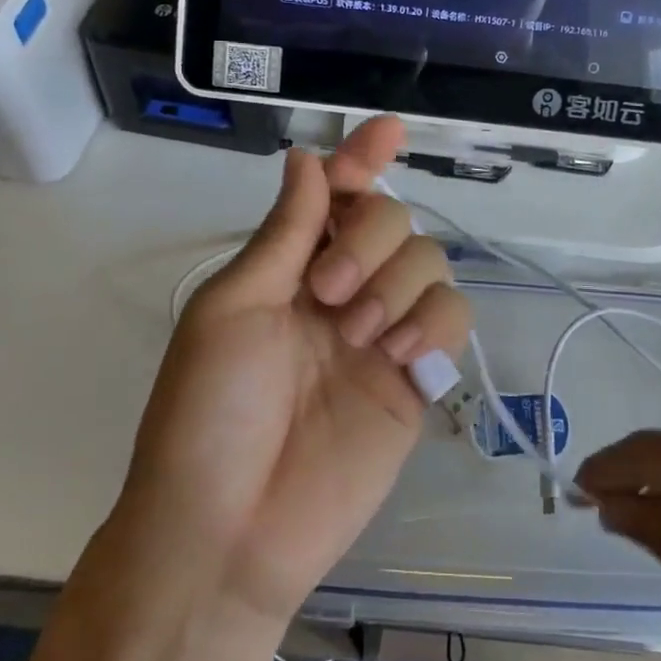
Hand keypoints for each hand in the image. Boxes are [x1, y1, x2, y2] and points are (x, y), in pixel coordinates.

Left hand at [116, 116, 471, 628]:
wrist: (228, 531)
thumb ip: (285, 233)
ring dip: (398, 281)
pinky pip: (453, 317)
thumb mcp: (233, 307)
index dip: (362, 159)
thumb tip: (308, 158)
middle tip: (329, 293)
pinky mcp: (418, 378)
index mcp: (291, 268)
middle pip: (392, 218)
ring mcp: (384, 332)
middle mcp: (343, 290)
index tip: (388, 129)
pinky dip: (434, 319)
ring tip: (360, 335)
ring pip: (430, 260)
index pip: (338, 196)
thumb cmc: (207, 412)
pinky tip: (400, 353)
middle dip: (370, 237)